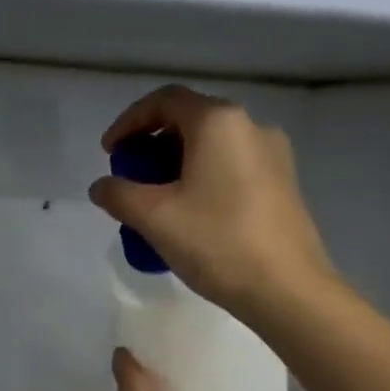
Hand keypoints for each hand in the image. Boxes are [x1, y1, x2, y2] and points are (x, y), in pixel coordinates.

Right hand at [87, 84, 334, 320]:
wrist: (287, 289)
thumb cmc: (218, 244)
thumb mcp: (156, 219)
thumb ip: (120, 195)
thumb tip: (101, 186)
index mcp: (219, 122)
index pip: (165, 101)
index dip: (129, 122)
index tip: (110, 153)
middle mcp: (250, 126)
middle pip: (191, 121)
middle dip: (153, 146)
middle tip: (131, 179)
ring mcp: (273, 156)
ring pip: (213, 147)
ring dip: (177, 165)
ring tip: (157, 203)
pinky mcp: (283, 185)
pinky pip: (232, 168)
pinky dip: (203, 179)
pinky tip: (191, 216)